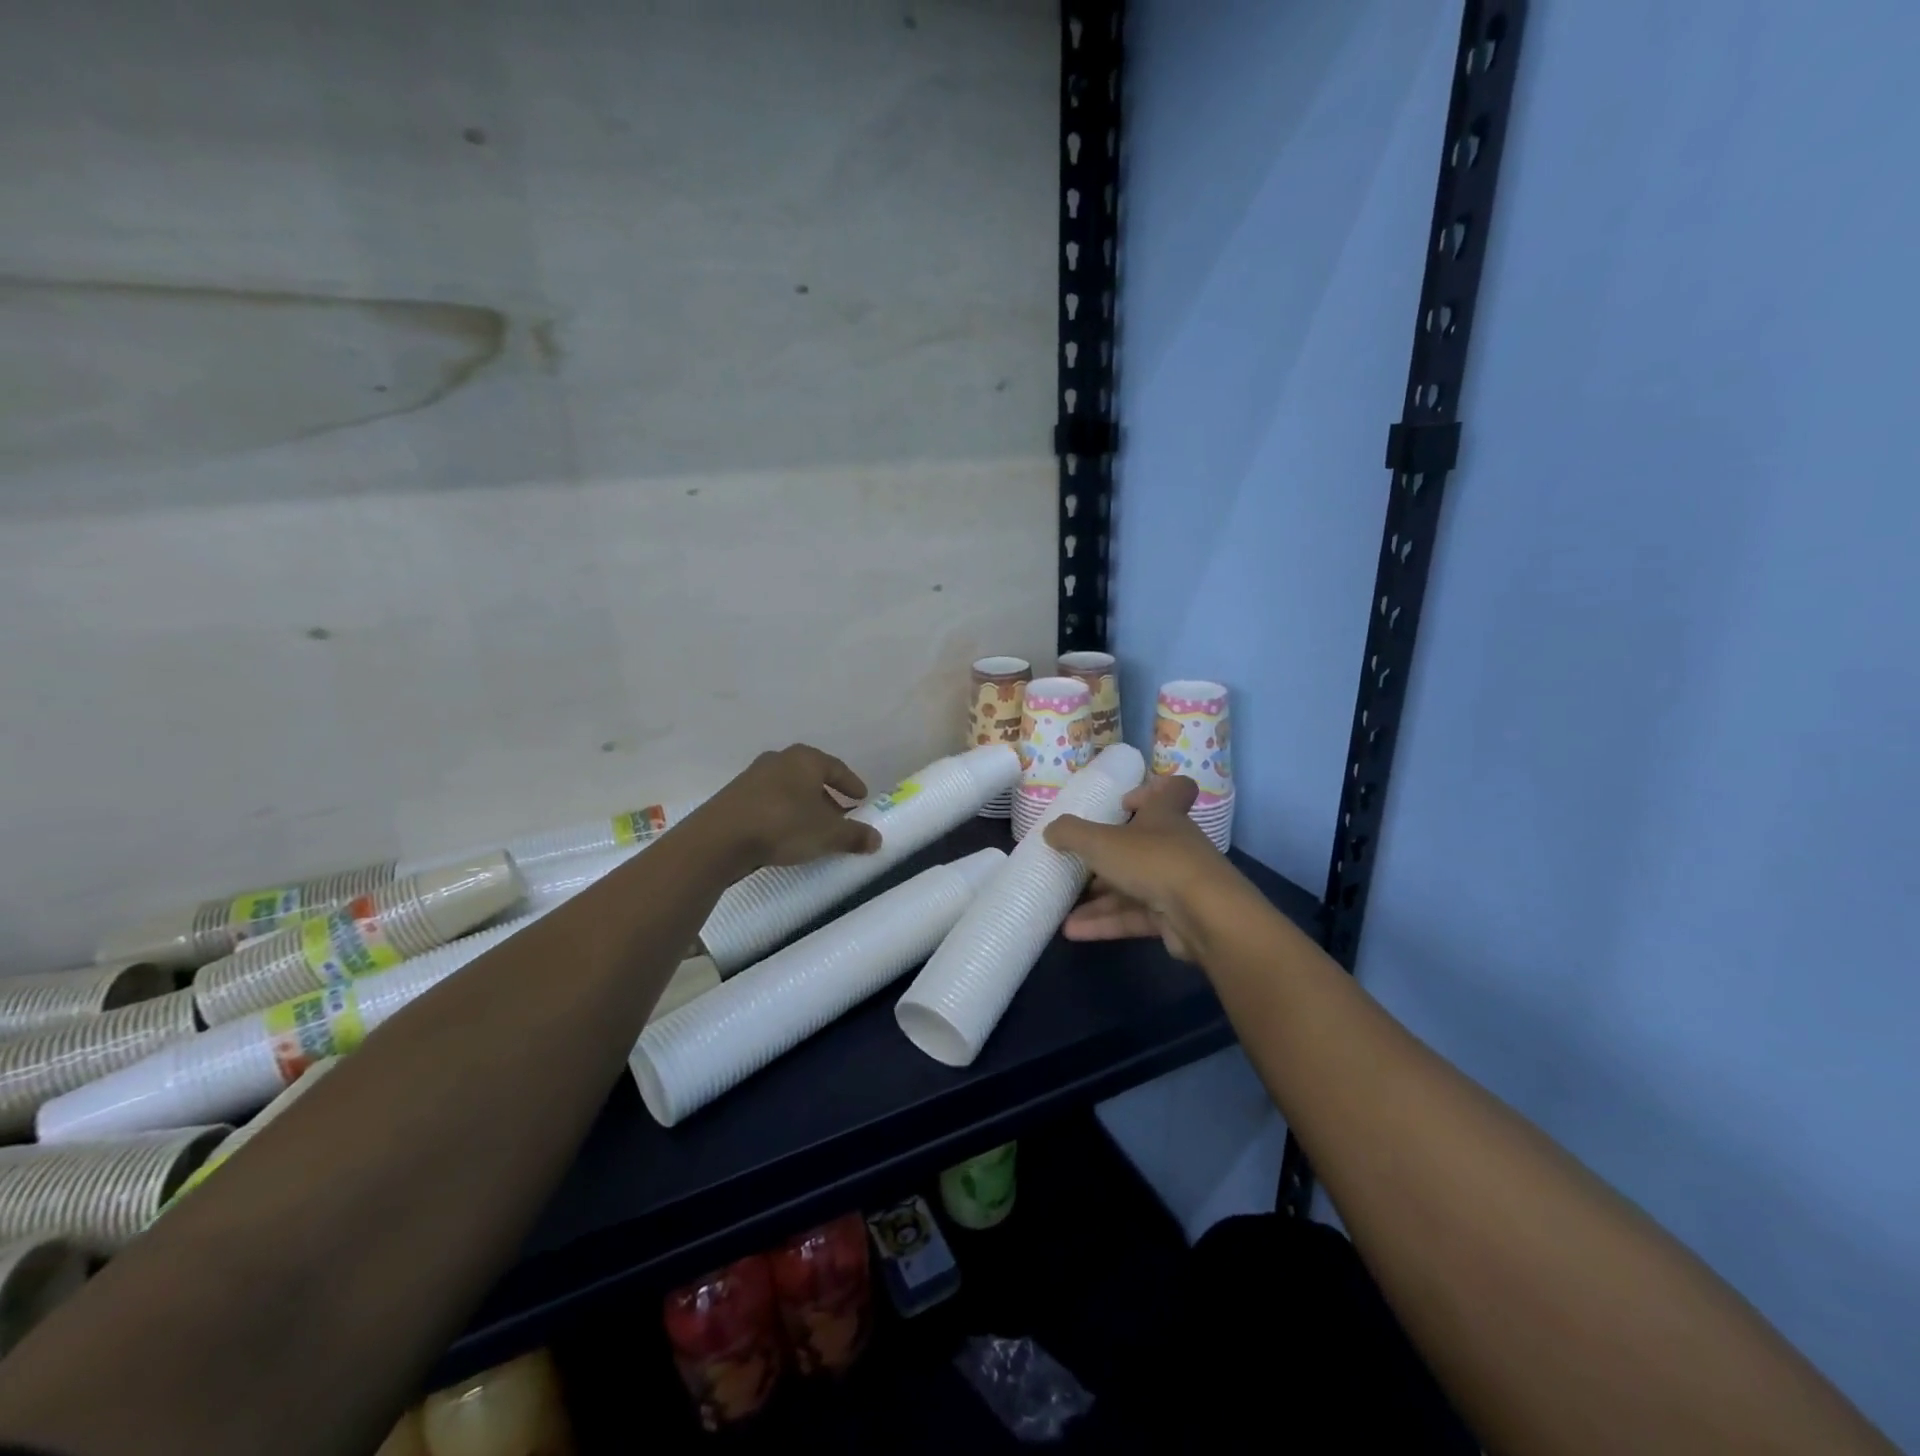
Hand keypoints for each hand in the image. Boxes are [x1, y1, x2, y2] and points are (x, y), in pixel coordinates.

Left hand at [697, 745, 882, 871]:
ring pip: (788, 788)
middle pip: (811, 776)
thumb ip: (854, 835)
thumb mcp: (827, 834)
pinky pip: (769, 800)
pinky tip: (785, 832)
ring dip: (803, 805)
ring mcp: (753, 776)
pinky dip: (782, 812)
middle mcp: (779, 759)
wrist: (719, 838)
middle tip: (840, 814)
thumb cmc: (783, 825)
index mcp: (805, 759)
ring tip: (813, 827)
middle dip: (827, 795)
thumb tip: (877, 839)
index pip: (837, 768)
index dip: (852, 784)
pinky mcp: (734, 795)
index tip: (862, 798)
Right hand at [1043, 775, 1225, 960]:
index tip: (1122, 803)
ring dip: (1099, 899)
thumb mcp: (1101, 840)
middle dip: (1108, 856)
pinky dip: (1106, 923)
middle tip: (1079, 863)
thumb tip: (1050, 831)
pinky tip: (1074, 932)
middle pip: (1142, 845)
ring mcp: (1176, 883)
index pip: (1173, 790)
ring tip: (1063, 908)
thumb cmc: (1153, 861)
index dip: (1150, 790)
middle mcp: (1174, 845)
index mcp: (1164, 816)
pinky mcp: (1175, 918)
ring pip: (1133, 886)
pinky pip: (1135, 916)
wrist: (1206, 916)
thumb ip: (1071, 832)